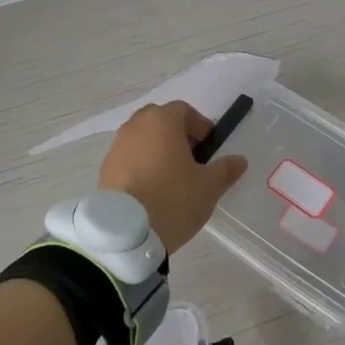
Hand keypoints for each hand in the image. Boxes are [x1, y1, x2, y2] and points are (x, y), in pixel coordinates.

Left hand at [99, 101, 248, 253]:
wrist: (126, 233)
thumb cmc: (173, 199)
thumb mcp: (209, 187)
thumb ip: (226, 169)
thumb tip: (239, 160)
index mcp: (162, 121)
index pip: (184, 110)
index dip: (200, 126)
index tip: (209, 148)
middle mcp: (136, 126)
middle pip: (160, 120)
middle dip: (176, 134)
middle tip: (191, 159)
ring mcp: (116, 147)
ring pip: (142, 138)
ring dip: (157, 149)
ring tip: (171, 177)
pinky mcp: (104, 169)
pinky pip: (128, 157)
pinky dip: (141, 165)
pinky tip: (151, 190)